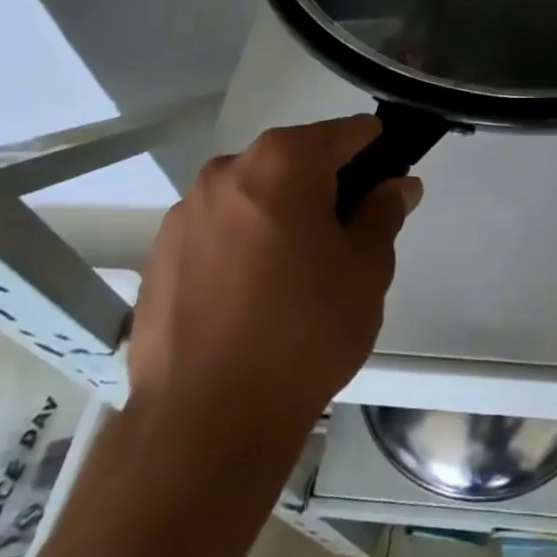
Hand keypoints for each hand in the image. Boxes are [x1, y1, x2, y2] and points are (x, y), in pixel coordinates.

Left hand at [127, 116, 420, 433]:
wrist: (204, 423)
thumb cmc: (303, 332)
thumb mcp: (366, 269)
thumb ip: (384, 212)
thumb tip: (397, 184)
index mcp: (283, 161)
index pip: (346, 134)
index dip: (376, 155)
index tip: (388, 191)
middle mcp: (228, 170)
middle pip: (295, 161)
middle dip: (325, 188)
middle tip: (344, 243)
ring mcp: (186, 212)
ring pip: (253, 196)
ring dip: (280, 216)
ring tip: (293, 278)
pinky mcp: (158, 254)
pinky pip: (217, 231)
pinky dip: (241, 245)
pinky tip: (250, 300)